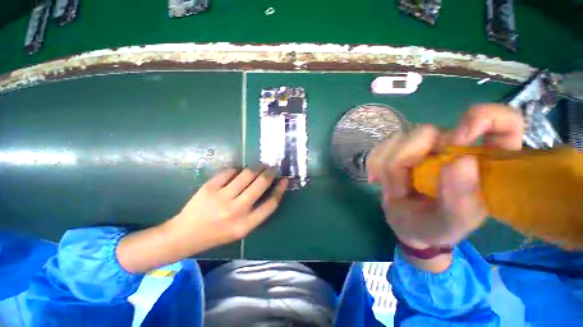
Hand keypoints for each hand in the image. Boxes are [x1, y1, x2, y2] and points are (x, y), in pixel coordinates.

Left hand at [166, 167, 287, 249]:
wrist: (185, 234)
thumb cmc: (218, 233)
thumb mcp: (242, 229)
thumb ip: (257, 212)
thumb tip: (271, 189)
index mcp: (246, 225)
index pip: (271, 203)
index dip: (280, 189)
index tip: (284, 180)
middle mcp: (236, 210)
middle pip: (260, 184)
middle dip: (270, 172)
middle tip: (273, 168)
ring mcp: (221, 197)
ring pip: (247, 174)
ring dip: (257, 167)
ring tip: (259, 166)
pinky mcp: (210, 187)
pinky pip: (230, 171)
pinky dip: (238, 169)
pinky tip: (239, 171)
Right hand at [367, 104, 522, 250]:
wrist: (406, 225)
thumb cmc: (435, 227)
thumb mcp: (453, 224)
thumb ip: (462, 200)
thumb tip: (461, 161)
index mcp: (483, 162)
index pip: (503, 122)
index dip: (483, 119)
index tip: (458, 141)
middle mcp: (453, 146)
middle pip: (426, 132)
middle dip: (405, 160)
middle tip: (400, 189)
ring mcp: (423, 146)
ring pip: (397, 139)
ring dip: (387, 168)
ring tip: (393, 190)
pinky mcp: (399, 149)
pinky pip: (380, 147)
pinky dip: (374, 164)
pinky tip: (377, 179)